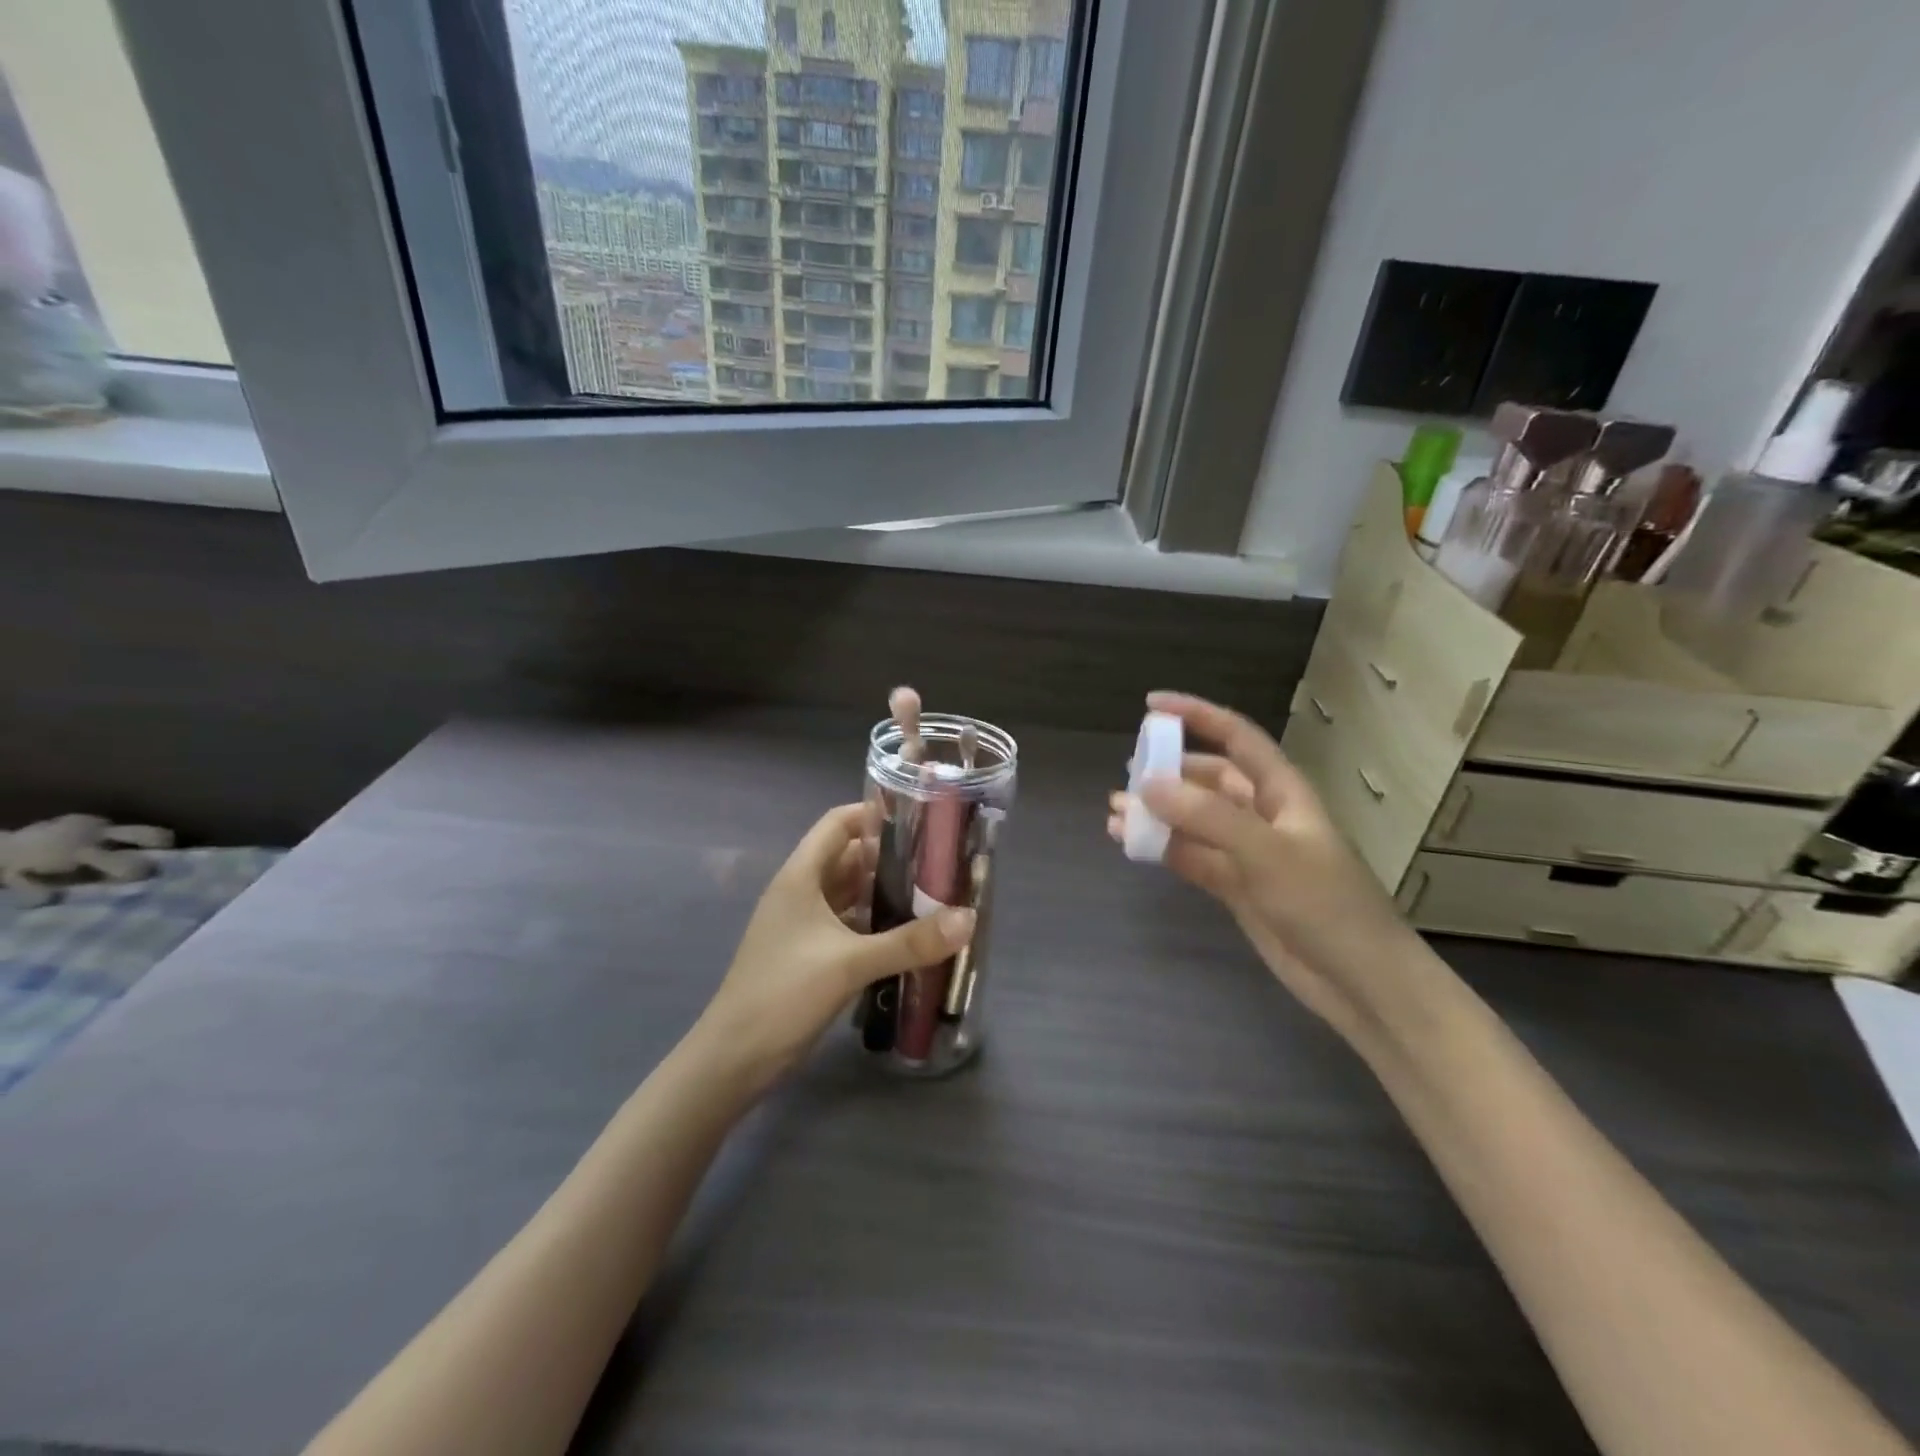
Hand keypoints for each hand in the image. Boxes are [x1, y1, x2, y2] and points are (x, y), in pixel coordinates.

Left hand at [696, 803, 975, 1086]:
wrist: (735, 1059)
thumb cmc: (784, 994)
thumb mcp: (850, 963)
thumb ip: (910, 942)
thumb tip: (969, 918)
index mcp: (801, 876)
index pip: (838, 823)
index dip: (875, 814)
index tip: (921, 819)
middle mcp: (801, 892)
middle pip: (850, 857)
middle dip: (892, 856)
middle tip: (940, 860)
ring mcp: (803, 925)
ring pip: (851, 893)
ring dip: (886, 892)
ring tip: (934, 893)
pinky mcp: (810, 954)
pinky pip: (849, 925)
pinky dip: (876, 923)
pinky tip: (909, 934)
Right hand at [1108, 692, 1420, 1042]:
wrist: (1359, 982)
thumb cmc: (1325, 904)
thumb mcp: (1267, 853)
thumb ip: (1207, 817)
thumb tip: (1146, 785)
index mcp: (1282, 791)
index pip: (1236, 737)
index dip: (1196, 715)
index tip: (1151, 705)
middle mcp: (1263, 814)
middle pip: (1208, 778)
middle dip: (1168, 771)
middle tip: (1126, 774)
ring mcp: (1247, 852)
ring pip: (1193, 820)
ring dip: (1157, 813)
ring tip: (1115, 812)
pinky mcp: (1235, 887)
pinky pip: (1190, 855)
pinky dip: (1161, 848)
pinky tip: (1129, 844)